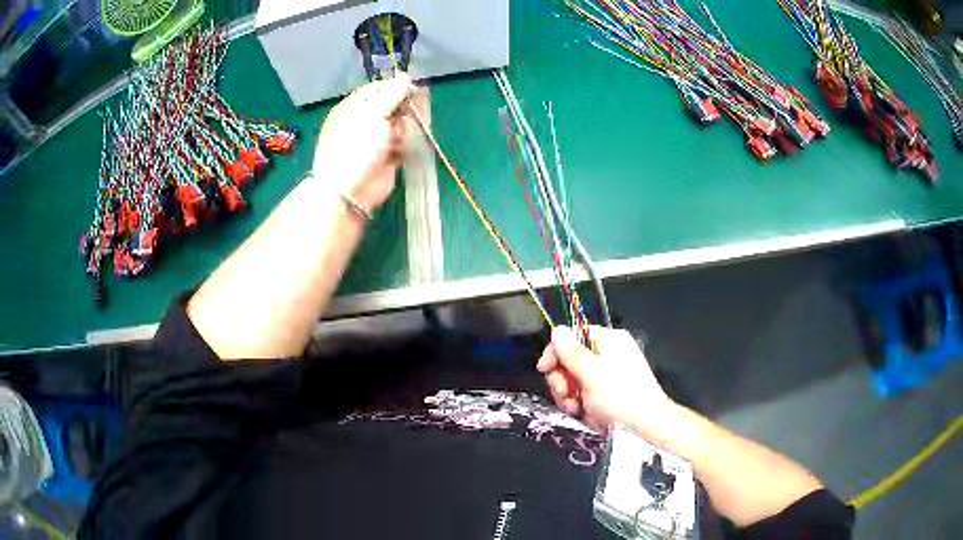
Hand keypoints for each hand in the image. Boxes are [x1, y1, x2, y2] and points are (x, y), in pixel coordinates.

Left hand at [311, 74, 415, 213]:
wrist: (351, 189)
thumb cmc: (357, 146)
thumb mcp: (374, 113)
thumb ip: (392, 94)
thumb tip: (406, 77)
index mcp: (353, 108)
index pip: (377, 89)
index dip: (395, 86)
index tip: (413, 86)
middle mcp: (363, 122)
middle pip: (390, 106)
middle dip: (402, 108)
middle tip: (413, 110)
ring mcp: (374, 141)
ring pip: (398, 125)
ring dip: (404, 128)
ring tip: (399, 136)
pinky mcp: (386, 158)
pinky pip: (401, 145)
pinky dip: (405, 145)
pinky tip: (402, 148)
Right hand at [537, 326, 676, 433]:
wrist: (646, 429)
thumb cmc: (621, 398)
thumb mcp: (592, 374)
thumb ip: (571, 352)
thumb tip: (557, 330)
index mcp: (610, 341)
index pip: (573, 336)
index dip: (556, 351)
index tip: (545, 369)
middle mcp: (608, 355)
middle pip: (569, 359)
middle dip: (562, 378)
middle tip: (565, 393)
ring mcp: (606, 376)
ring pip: (572, 380)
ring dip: (567, 395)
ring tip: (575, 408)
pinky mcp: (605, 395)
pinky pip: (581, 394)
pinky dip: (577, 404)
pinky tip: (581, 413)